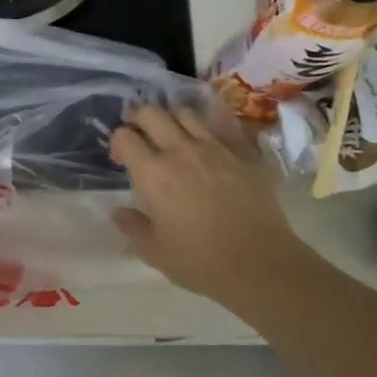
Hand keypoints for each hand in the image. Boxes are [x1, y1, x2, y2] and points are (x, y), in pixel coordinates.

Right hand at [109, 103, 302, 311]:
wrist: (259, 263)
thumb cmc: (199, 261)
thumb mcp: (154, 251)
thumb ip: (132, 226)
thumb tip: (118, 212)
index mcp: (153, 173)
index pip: (124, 136)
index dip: (118, 143)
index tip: (121, 160)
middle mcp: (180, 151)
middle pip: (152, 113)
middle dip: (139, 118)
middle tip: (140, 134)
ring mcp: (216, 148)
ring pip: (186, 114)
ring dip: (173, 119)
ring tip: (173, 136)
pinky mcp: (244, 153)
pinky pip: (224, 125)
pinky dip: (210, 126)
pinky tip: (208, 139)